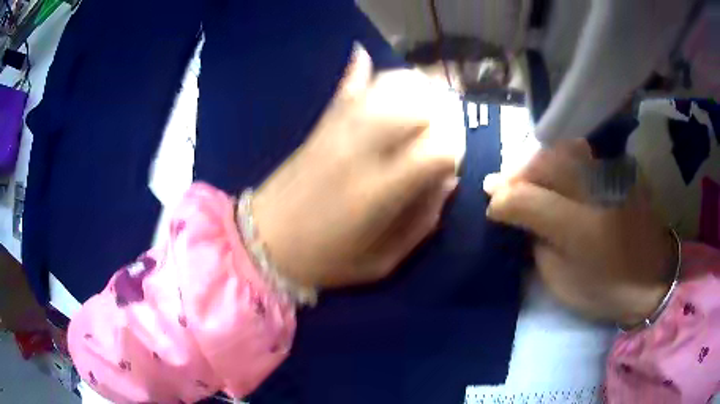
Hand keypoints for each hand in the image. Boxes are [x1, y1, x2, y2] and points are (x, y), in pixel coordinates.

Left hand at [252, 45, 464, 288]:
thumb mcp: (381, 262)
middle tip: (441, 130)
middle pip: (414, 108)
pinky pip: (343, 90)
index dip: (454, 152)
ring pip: (383, 90)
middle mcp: (360, 151)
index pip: (436, 150)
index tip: (450, 165)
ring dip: (411, 88)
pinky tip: (364, 55)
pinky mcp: (318, 128)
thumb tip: (447, 183)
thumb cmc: (323, 260)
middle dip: (438, 114)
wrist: (262, 244)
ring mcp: (336, 133)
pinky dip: (358, 71)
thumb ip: (421, 224)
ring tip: (422, 99)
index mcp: (379, 192)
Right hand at [483, 140, 675, 326]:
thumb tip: (513, 211)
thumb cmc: (605, 289)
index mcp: (582, 229)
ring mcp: (613, 173)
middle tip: (497, 183)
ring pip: (562, 149)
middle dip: (515, 172)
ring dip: (536, 160)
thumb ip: (535, 241)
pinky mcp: (622, 168)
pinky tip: (551, 168)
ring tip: (521, 174)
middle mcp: (598, 190)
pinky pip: (583, 151)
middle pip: (544, 163)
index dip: (504, 197)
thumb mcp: (562, 279)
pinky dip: (560, 156)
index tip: (489, 201)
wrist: (653, 278)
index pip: (529, 199)